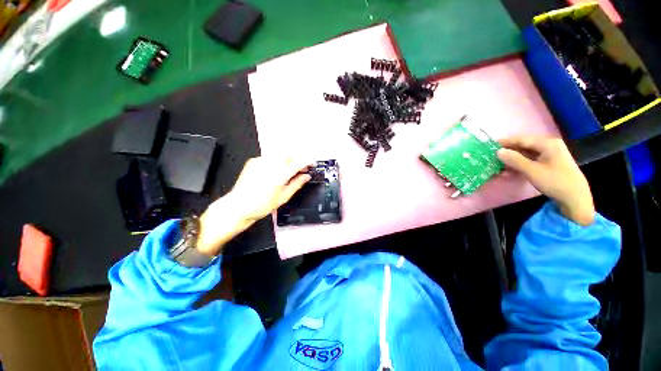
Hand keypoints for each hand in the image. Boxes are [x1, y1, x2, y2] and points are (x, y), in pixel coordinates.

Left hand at [196, 157, 311, 255]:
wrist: (239, 206)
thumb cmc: (260, 205)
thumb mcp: (284, 197)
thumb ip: (297, 184)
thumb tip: (306, 177)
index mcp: (280, 174)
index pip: (298, 162)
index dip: (307, 161)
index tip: (311, 163)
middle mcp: (270, 165)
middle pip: (289, 155)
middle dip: (296, 159)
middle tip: (300, 169)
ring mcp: (260, 162)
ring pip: (279, 155)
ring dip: (286, 160)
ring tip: (287, 171)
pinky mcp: (253, 162)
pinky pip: (269, 157)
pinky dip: (275, 162)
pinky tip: (274, 171)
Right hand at [497, 136, 594, 225]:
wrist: (575, 198)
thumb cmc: (555, 181)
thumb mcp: (532, 171)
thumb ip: (515, 160)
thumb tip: (498, 151)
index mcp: (547, 144)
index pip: (522, 139)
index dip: (505, 142)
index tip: (490, 145)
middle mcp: (549, 146)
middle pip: (524, 146)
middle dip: (508, 152)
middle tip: (492, 157)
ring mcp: (550, 155)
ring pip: (526, 154)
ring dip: (512, 160)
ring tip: (499, 167)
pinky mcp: (549, 164)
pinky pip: (530, 161)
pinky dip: (519, 165)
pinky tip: (510, 172)